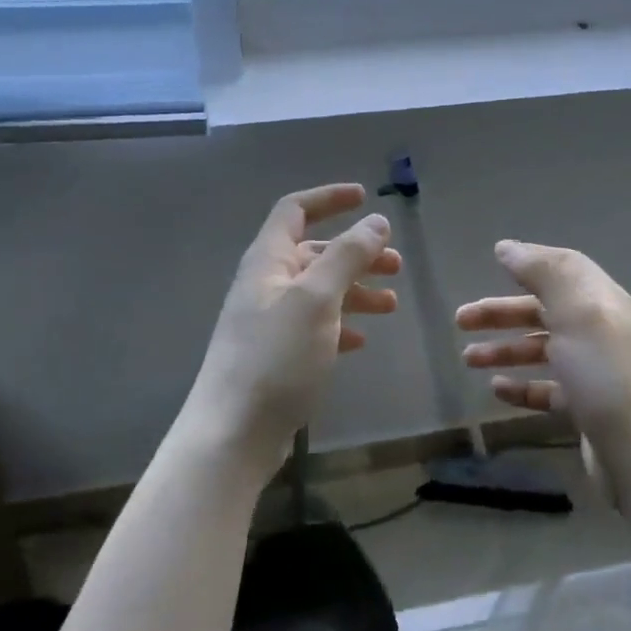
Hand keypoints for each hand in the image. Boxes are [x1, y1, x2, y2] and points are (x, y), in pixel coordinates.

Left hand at [184, 184, 400, 474]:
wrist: (234, 432)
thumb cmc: (276, 357)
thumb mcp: (317, 299)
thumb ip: (347, 256)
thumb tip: (376, 221)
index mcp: (268, 260)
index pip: (295, 210)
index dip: (329, 198)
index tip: (366, 198)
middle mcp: (266, 283)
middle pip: (314, 253)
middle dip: (356, 253)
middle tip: (396, 265)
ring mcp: (270, 320)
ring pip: (319, 291)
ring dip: (355, 290)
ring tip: (390, 305)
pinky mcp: (277, 354)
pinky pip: (315, 325)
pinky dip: (341, 324)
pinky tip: (362, 340)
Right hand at [456, 240, 630, 457]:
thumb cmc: (604, 372)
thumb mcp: (575, 310)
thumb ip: (542, 272)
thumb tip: (508, 248)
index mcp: (599, 300)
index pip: (562, 269)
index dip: (529, 262)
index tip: (492, 260)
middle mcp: (597, 330)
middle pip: (543, 310)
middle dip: (501, 312)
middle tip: (460, 320)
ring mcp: (592, 371)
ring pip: (540, 350)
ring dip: (504, 349)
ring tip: (468, 358)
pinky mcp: (585, 407)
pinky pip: (546, 388)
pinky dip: (521, 386)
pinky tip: (497, 388)